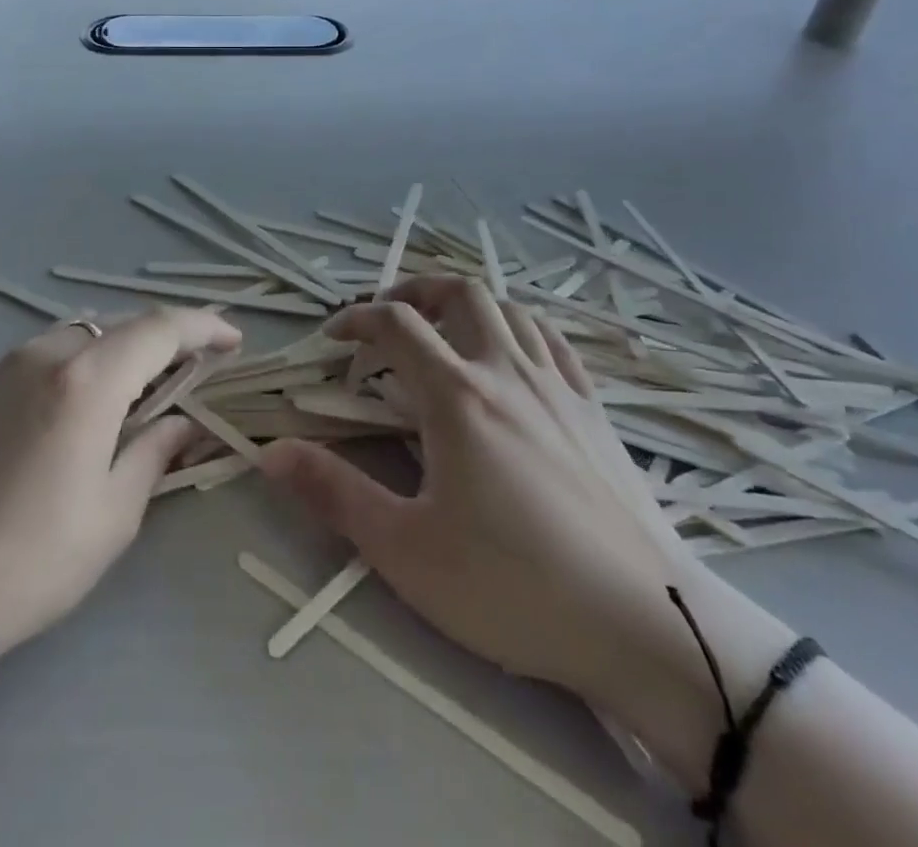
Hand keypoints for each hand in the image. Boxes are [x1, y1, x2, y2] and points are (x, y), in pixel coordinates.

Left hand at [0, 307, 240, 689]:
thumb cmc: (21, 565)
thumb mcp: (110, 517)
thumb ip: (154, 455)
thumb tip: (182, 424)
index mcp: (88, 379)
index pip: (162, 328)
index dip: (205, 327)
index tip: (235, 342)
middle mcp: (50, 352)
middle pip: (126, 324)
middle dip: (171, 338)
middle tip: (202, 369)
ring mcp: (11, 365)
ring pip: (91, 332)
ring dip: (130, 348)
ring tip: (155, 388)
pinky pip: (59, 350)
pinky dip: (94, 359)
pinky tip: (99, 401)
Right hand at [259, 277, 745, 714]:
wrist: (647, 626)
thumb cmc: (514, 587)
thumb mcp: (406, 550)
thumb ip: (334, 493)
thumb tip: (270, 452)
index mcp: (457, 395)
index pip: (396, 325)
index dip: (356, 319)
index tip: (333, 338)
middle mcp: (507, 371)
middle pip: (459, 292)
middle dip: (414, 291)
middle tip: (387, 319)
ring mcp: (559, 385)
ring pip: (509, 309)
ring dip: (466, 304)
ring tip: (444, 331)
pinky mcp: (594, 410)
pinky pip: (553, 341)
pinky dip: (518, 328)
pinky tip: (512, 356)